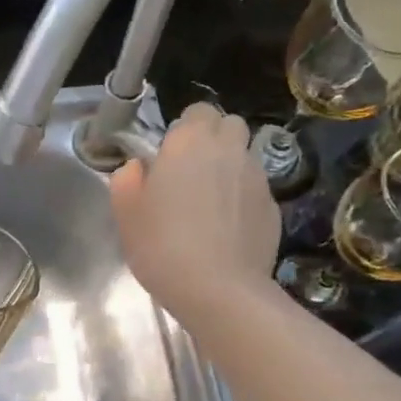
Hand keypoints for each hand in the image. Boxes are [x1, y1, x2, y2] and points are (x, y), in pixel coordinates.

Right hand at [109, 102, 279, 327]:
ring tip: (212, 200)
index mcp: (189, 142)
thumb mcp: (126, 215)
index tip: (171, 154)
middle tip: (192, 171)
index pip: (197, 111)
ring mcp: (257, 177)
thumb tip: (137, 168)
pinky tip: (228, 227)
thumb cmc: (162, 246)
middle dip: (214, 138)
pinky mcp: (274, 207)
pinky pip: (257, 189)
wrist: (219, 289)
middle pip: (230, 124)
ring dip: (230, 166)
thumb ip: (126, 181)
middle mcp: (228, 150)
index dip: (186, 128)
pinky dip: (244, 197)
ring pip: (246, 155)